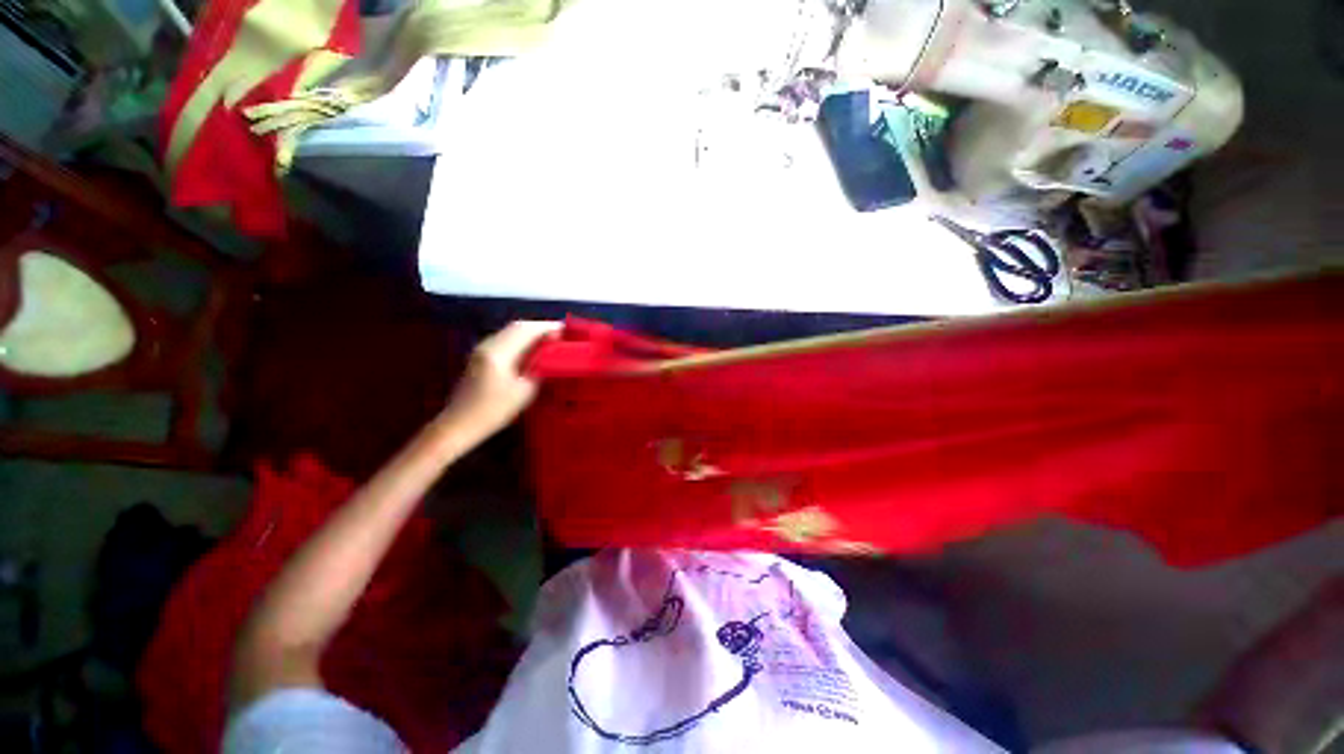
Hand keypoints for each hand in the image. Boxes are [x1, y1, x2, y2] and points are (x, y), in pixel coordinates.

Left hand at [443, 321, 561, 438]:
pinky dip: (522, 341)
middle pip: (518, 327)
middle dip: (541, 328)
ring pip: (511, 332)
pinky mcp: (481, 357)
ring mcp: (482, 349)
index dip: (548, 327)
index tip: (567, 331)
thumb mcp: (525, 391)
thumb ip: (539, 369)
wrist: (458, 425)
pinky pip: (505, 341)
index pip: (527, 329)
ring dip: (531, 334)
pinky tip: (533, 352)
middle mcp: (489, 344)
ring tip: (551, 342)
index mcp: (499, 352)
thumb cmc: (493, 411)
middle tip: (562, 336)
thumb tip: (553, 358)